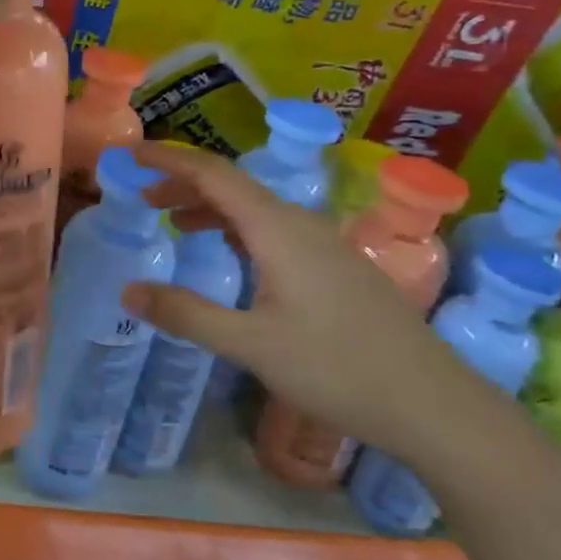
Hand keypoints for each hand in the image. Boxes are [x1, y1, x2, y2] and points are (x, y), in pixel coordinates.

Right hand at [121, 141, 490, 465]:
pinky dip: (237, 230)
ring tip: (174, 223)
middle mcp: (301, 224)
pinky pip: (274, 229)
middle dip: (184, 185)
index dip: (169, 159)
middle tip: (142, 199)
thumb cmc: (336, 369)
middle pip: (233, 186)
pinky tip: (231, 255)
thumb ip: (186, 314)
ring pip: (256, 209)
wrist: (432, 404)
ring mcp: (324, 244)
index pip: (213, 174)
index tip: (130, 154)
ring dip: (211, 208)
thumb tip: (128, 290)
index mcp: (277, 229)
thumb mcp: (250, 344)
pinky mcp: (336, 267)